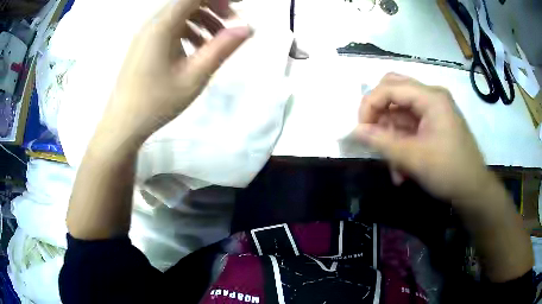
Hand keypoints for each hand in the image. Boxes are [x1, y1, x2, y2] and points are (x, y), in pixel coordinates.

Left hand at [97, 0, 251, 145]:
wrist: (123, 124)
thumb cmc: (156, 102)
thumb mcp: (194, 76)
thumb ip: (222, 48)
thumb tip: (248, 27)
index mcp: (163, 25)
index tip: (239, 4)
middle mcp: (152, 23)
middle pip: (187, 2)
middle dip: (213, 7)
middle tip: (231, 22)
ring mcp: (146, 33)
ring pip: (179, 14)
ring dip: (201, 19)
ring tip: (216, 40)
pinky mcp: (144, 44)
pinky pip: (170, 27)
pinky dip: (188, 30)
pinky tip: (196, 49)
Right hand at [356, 73, 498, 208]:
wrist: (473, 190)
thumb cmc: (448, 171)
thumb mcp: (413, 158)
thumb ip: (381, 142)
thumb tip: (355, 131)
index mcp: (431, 97)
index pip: (390, 87)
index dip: (370, 105)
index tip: (360, 130)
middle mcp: (432, 97)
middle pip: (395, 91)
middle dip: (379, 114)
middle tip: (371, 135)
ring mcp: (434, 110)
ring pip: (401, 113)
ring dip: (392, 137)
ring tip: (394, 168)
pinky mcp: (435, 124)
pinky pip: (410, 127)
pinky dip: (402, 145)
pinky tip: (402, 170)